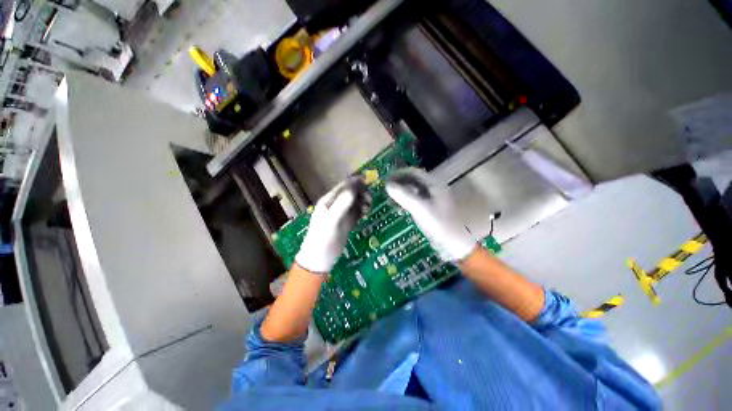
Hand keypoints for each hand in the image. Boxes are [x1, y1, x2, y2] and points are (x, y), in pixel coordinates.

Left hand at [295, 177, 370, 272]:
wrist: (320, 259)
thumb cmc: (323, 239)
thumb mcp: (331, 221)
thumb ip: (341, 204)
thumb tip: (354, 188)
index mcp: (328, 201)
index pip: (343, 187)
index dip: (355, 183)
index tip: (368, 182)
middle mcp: (336, 205)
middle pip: (351, 193)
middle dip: (361, 193)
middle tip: (369, 200)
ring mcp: (342, 214)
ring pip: (355, 202)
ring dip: (363, 201)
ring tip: (367, 208)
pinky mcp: (347, 222)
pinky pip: (357, 212)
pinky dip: (362, 210)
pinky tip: (365, 214)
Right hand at [386, 168, 476, 260]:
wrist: (456, 242)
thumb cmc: (439, 224)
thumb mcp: (419, 208)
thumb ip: (403, 195)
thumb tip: (388, 185)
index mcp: (433, 184)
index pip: (413, 172)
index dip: (398, 174)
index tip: (386, 180)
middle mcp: (434, 188)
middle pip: (414, 179)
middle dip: (400, 182)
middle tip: (387, 189)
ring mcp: (434, 198)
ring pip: (415, 189)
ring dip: (403, 191)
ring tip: (393, 197)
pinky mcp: (433, 208)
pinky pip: (418, 198)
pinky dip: (408, 199)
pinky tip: (403, 207)